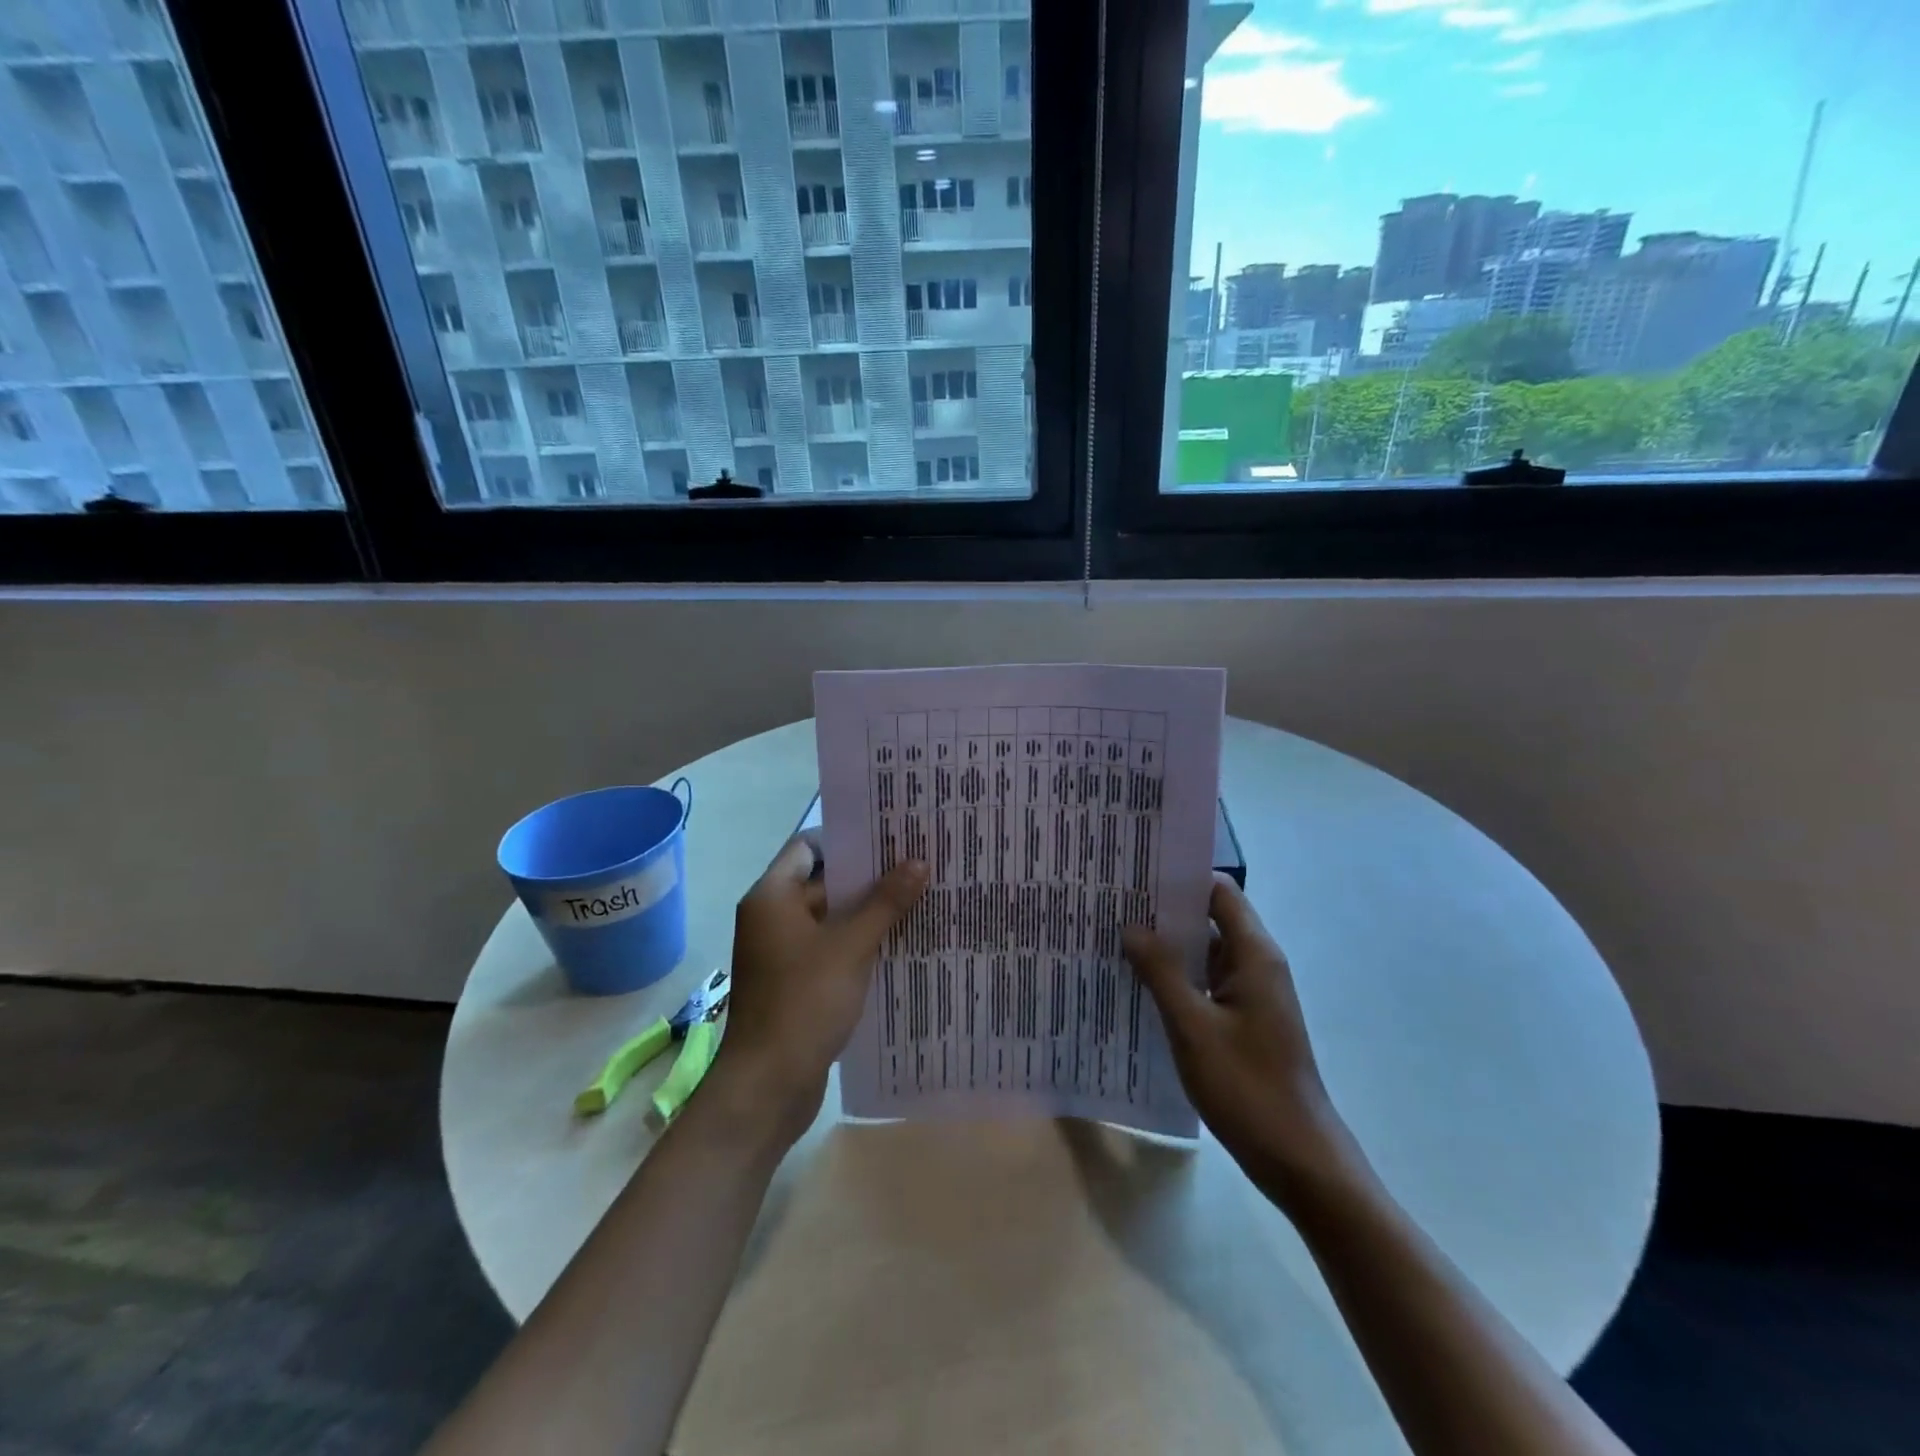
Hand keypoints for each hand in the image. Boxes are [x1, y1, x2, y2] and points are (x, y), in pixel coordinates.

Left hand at [712, 835, 927, 1141]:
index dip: (847, 839)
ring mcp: (783, 952)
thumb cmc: (804, 1002)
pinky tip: (899, 942)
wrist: (768, 1086)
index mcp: (773, 897)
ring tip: (918, 898)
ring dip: (868, 912)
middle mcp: (772, 917)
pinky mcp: (795, 982)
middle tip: (916, 864)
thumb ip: (885, 902)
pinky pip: (830, 948)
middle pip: (823, 882)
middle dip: (868, 876)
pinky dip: (859, 943)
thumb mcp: (851, 946)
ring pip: (830, 918)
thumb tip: (918, 862)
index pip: (808, 846)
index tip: (889, 836)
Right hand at [1123, 874, 1353, 1195]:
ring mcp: (1251, 995)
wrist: (1299, 1159)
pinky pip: (1206, 984)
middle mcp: (1256, 965)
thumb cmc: (1248, 1087)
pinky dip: (1176, 978)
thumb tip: (1131, 926)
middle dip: (1163, 912)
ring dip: (1166, 947)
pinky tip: (1137, 985)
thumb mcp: (1193, 1026)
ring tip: (1114, 938)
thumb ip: (1161, 972)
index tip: (1135, 874)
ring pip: (1204, 954)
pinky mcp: (1243, 1021)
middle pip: (1209, 919)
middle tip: (1111, 904)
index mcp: (1254, 955)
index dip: (1180, 878)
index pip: (1218, 892)